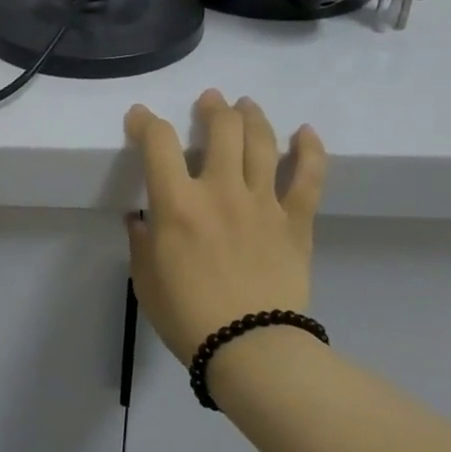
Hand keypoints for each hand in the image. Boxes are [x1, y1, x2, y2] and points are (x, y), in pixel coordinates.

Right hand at [124, 91, 326, 363]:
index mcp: (177, 204)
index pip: (158, 143)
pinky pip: (309, 178)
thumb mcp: (146, 279)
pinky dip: (310, 150)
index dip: (146, 122)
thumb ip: (141, 242)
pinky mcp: (296, 222)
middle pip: (221, 129)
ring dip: (253, 116)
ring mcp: (263, 203)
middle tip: (209, 101)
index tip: (140, 118)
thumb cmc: (187, 316)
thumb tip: (141, 219)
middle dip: (212, 108)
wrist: (250, 350)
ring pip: (263, 142)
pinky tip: (306, 132)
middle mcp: (221, 191)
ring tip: (246, 105)